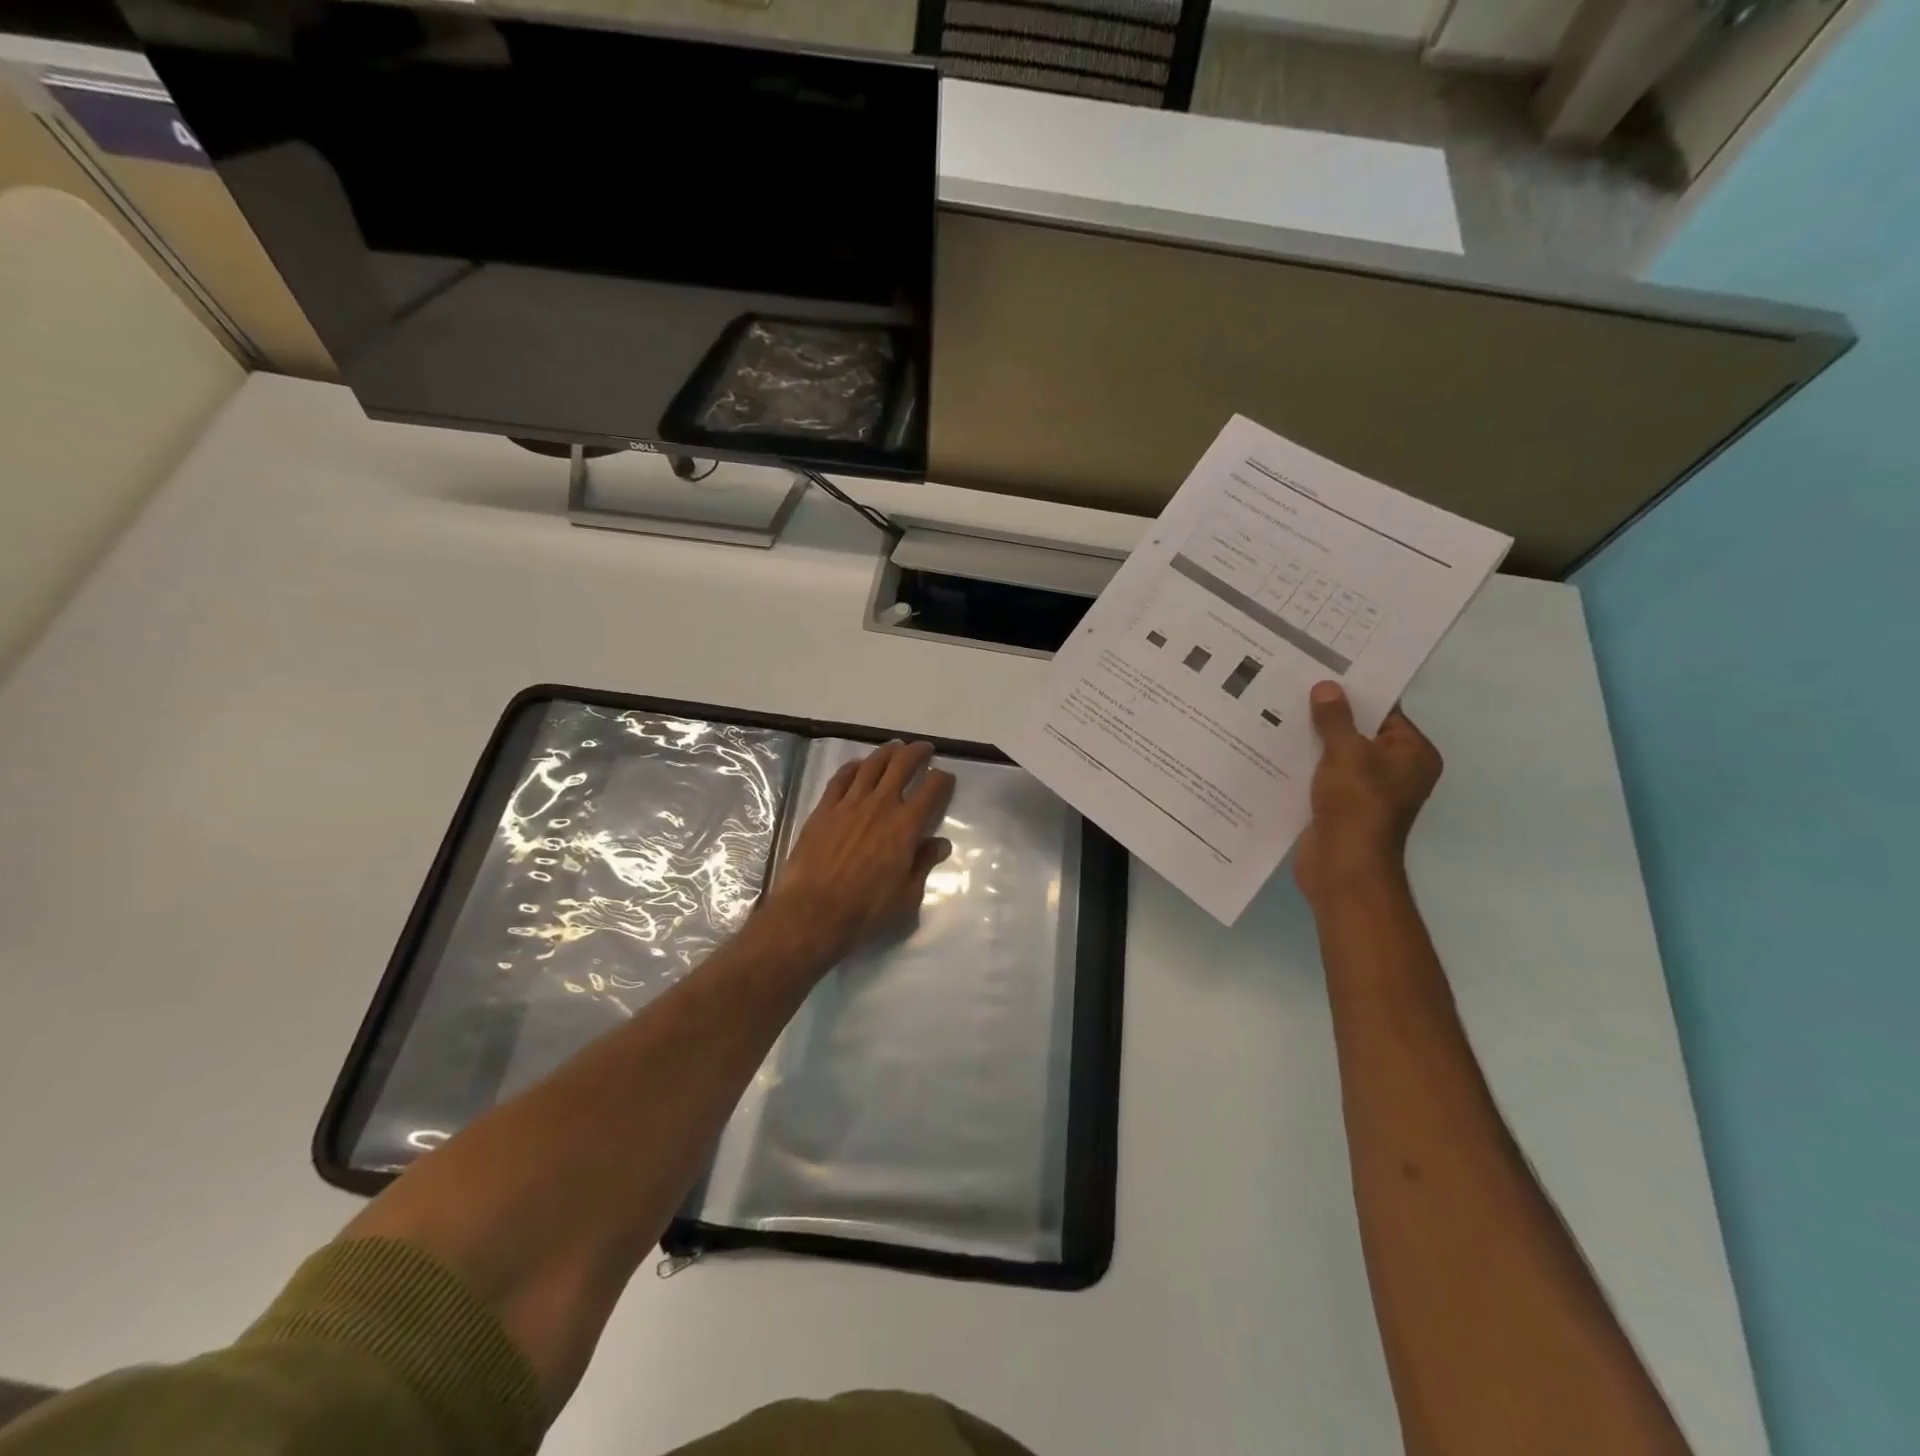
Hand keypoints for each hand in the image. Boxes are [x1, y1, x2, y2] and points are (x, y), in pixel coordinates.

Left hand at [763, 741, 955, 963]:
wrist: (814, 910)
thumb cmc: (866, 908)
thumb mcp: (907, 894)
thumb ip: (924, 864)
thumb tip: (940, 843)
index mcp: (907, 825)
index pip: (932, 788)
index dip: (943, 779)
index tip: (945, 778)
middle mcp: (881, 804)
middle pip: (902, 764)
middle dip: (917, 752)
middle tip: (924, 749)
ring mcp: (850, 803)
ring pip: (872, 764)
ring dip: (887, 752)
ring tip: (895, 747)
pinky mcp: (824, 808)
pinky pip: (841, 778)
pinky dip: (853, 767)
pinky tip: (858, 765)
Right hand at [1293, 681, 1441, 904]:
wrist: (1343, 867)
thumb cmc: (1357, 804)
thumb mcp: (1346, 753)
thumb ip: (1335, 718)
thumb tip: (1326, 687)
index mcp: (1412, 754)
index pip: (1385, 712)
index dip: (1355, 692)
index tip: (1323, 672)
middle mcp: (1395, 770)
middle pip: (1359, 732)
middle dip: (1327, 715)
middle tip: (1293, 687)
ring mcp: (1367, 791)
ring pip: (1336, 755)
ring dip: (1312, 740)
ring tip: (1276, 711)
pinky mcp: (1340, 806)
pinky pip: (1321, 775)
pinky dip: (1304, 764)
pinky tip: (1274, 748)